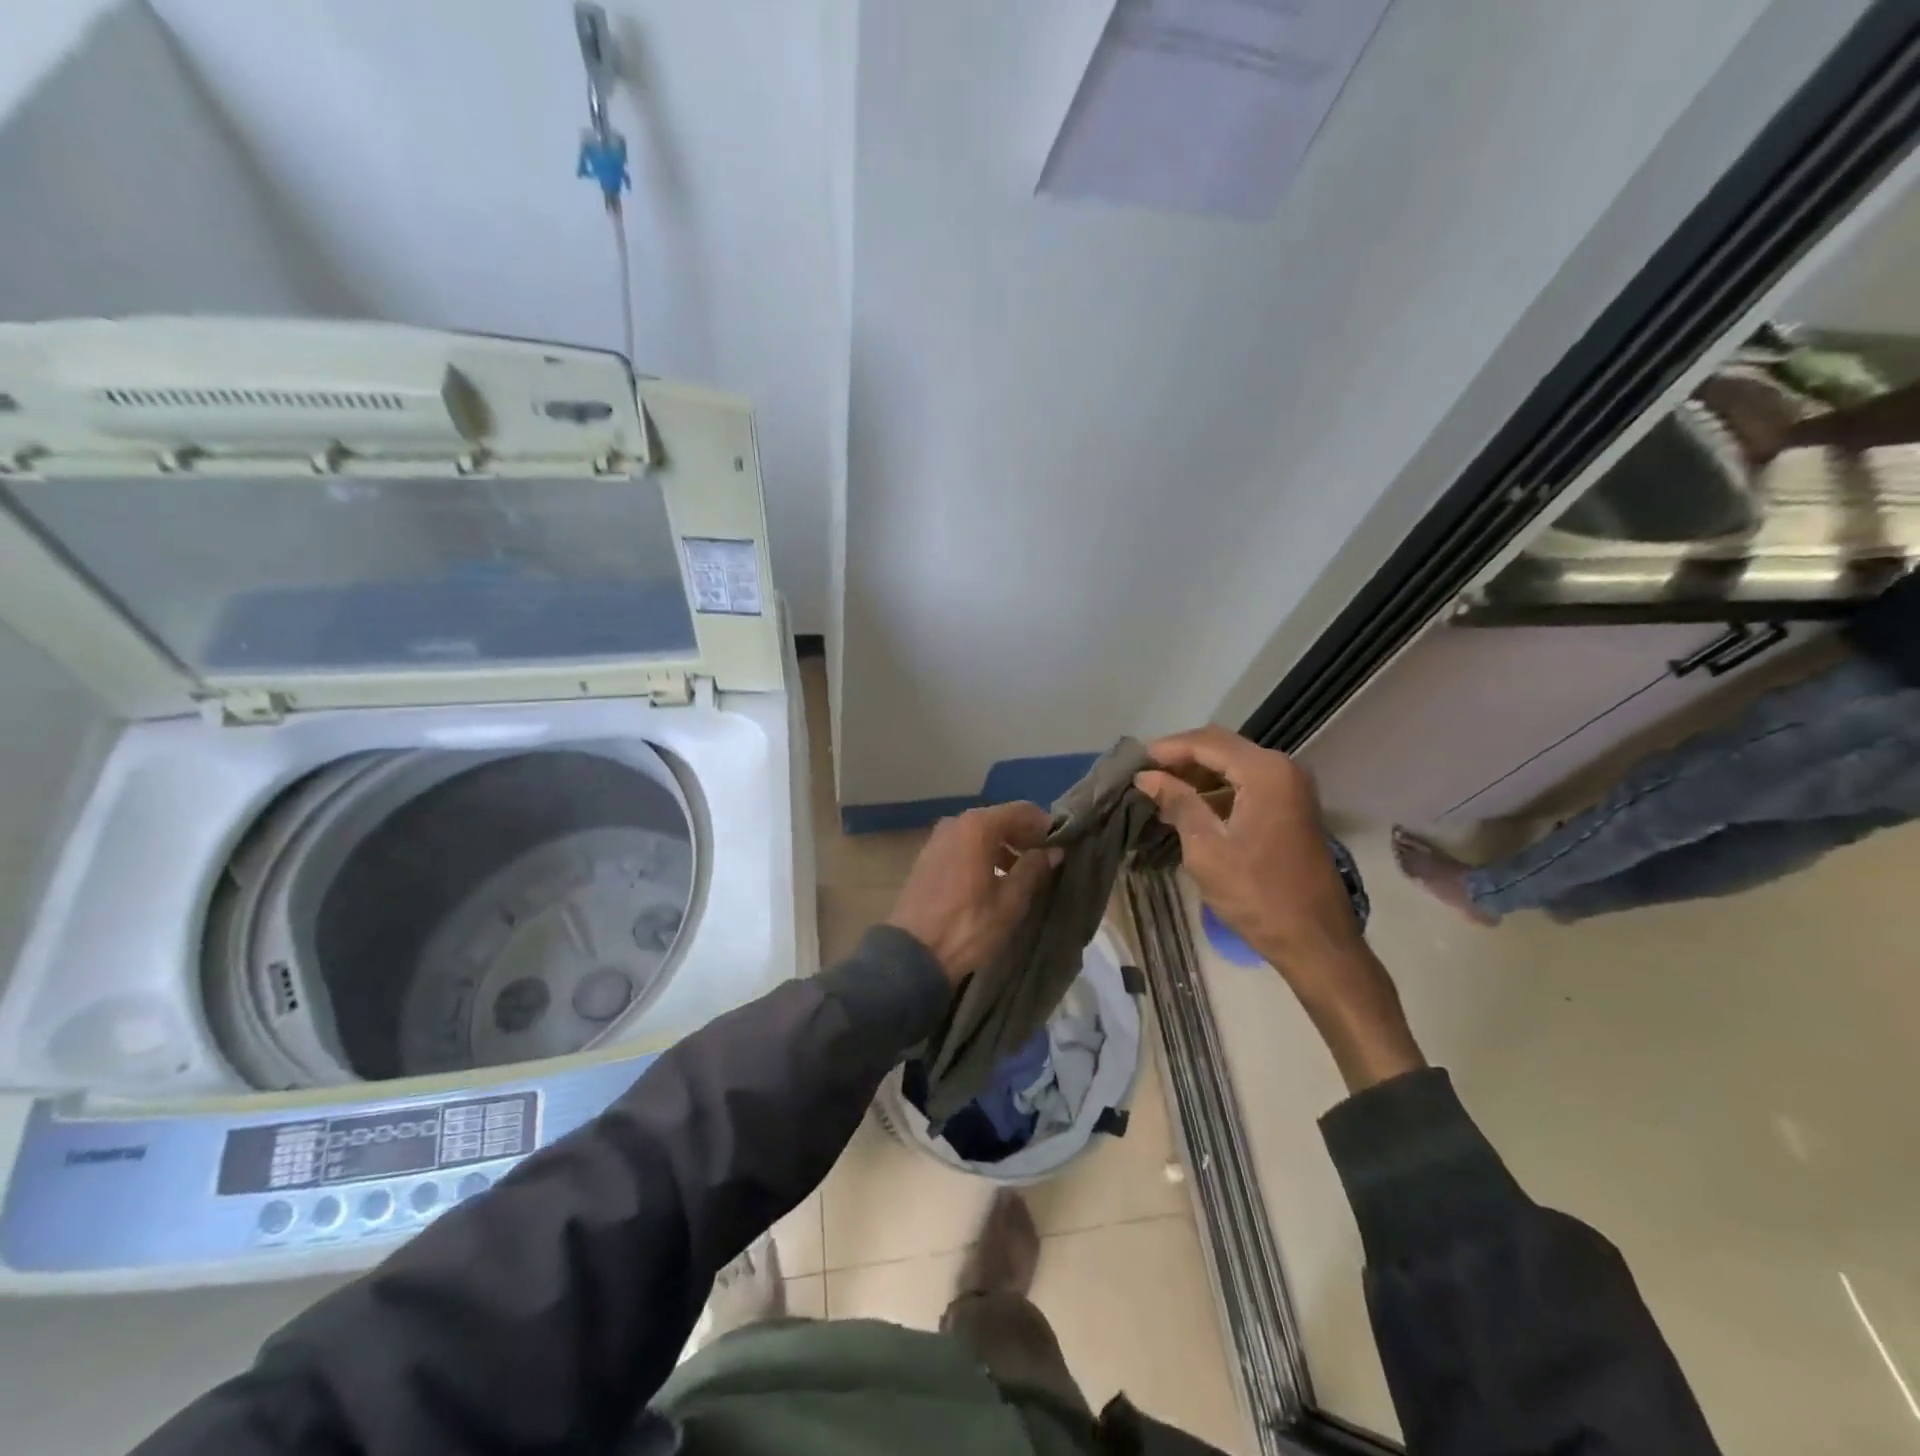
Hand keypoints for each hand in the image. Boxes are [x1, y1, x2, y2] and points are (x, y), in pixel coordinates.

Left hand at [887, 802, 1060, 984]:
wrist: (913, 954)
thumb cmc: (968, 926)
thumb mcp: (1010, 901)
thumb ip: (1034, 869)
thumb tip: (1053, 851)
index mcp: (978, 827)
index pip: (1022, 811)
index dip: (1044, 825)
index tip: (1060, 845)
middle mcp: (955, 823)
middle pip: (999, 819)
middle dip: (1024, 836)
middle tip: (1044, 860)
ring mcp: (937, 838)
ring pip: (980, 833)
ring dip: (1003, 846)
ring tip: (1021, 873)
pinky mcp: (928, 856)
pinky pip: (963, 845)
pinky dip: (982, 853)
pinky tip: (993, 879)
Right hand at [1136, 727, 1423, 1090]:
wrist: (1315, 940)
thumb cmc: (1257, 895)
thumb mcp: (1207, 848)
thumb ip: (1178, 803)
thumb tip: (1147, 776)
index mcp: (1265, 772)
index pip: (1207, 743)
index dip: (1167, 749)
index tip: (1134, 762)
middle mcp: (1283, 769)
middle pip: (1222, 748)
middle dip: (1181, 758)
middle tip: (1144, 775)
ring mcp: (1291, 788)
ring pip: (1234, 765)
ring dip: (1197, 774)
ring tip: (1160, 791)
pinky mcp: (1291, 807)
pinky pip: (1247, 784)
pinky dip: (1217, 789)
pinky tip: (1189, 807)